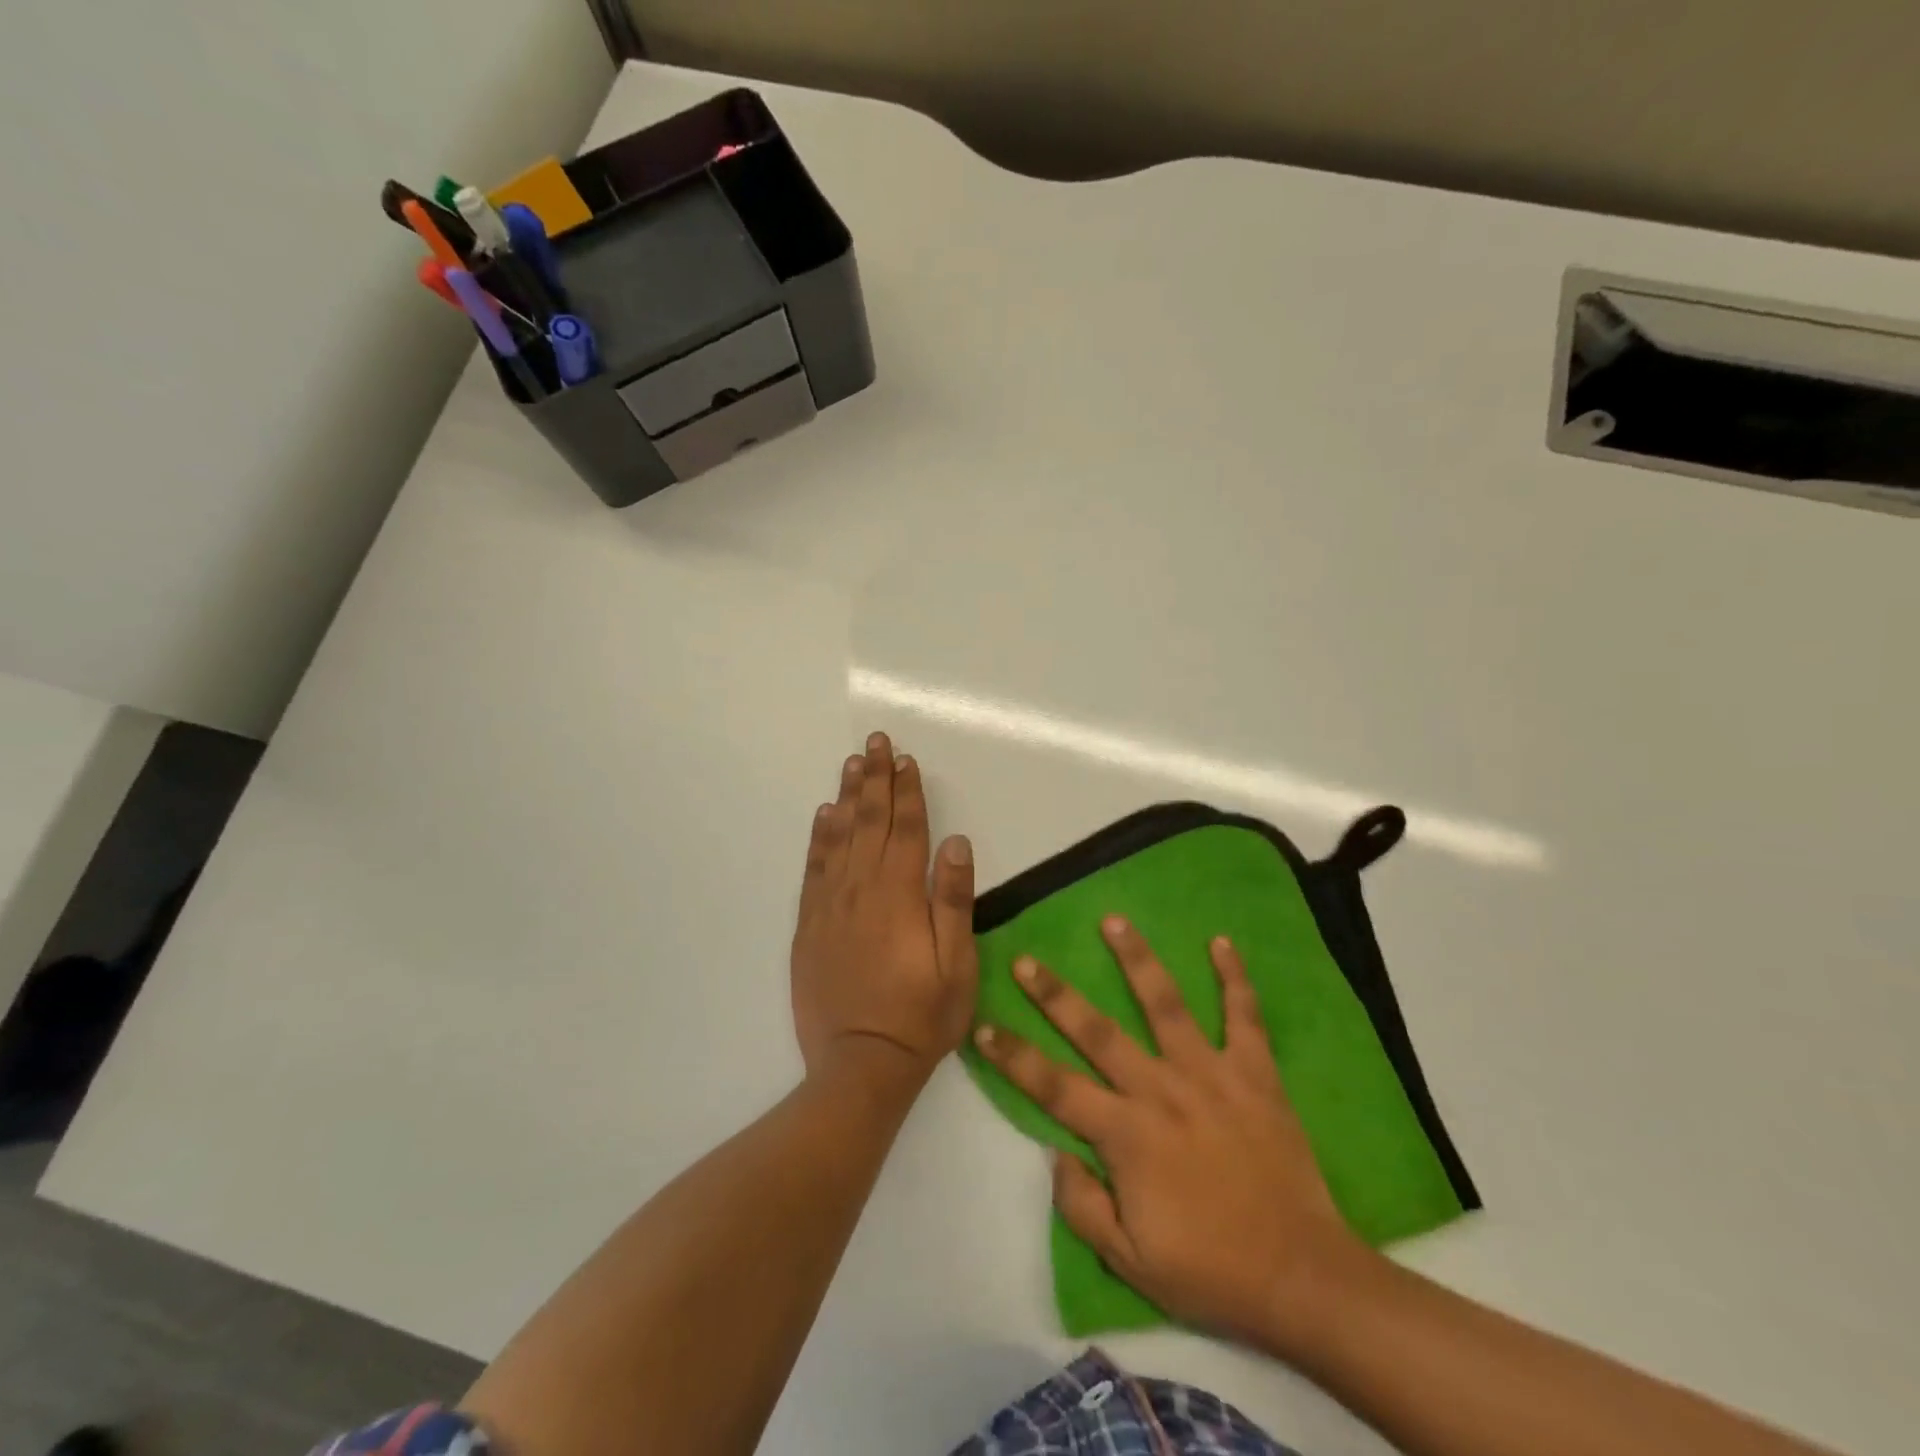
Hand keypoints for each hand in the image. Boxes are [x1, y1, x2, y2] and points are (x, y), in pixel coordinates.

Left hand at [790, 732, 978, 1092]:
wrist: (860, 1065)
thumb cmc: (921, 1017)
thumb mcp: (956, 965)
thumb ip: (954, 900)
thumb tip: (957, 842)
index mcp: (901, 895)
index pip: (906, 829)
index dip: (908, 791)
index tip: (907, 759)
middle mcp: (862, 889)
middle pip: (870, 821)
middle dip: (876, 778)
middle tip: (877, 741)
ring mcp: (830, 905)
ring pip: (839, 836)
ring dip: (848, 796)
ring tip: (853, 763)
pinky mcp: (809, 925)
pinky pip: (814, 868)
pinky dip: (819, 836)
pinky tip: (824, 815)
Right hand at [972, 917, 1376, 1353]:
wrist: (1301, 1277)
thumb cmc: (1210, 1270)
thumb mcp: (1129, 1261)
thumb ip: (1081, 1205)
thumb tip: (1054, 1152)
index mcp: (1126, 1134)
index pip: (1054, 1086)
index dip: (1014, 1057)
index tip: (983, 1027)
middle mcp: (1160, 1090)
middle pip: (1097, 1031)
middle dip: (1055, 995)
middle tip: (1026, 960)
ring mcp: (1209, 1074)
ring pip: (1165, 1004)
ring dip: (1137, 959)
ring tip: (1113, 920)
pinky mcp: (1254, 1073)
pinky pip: (1243, 1016)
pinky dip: (1234, 978)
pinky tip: (1221, 942)